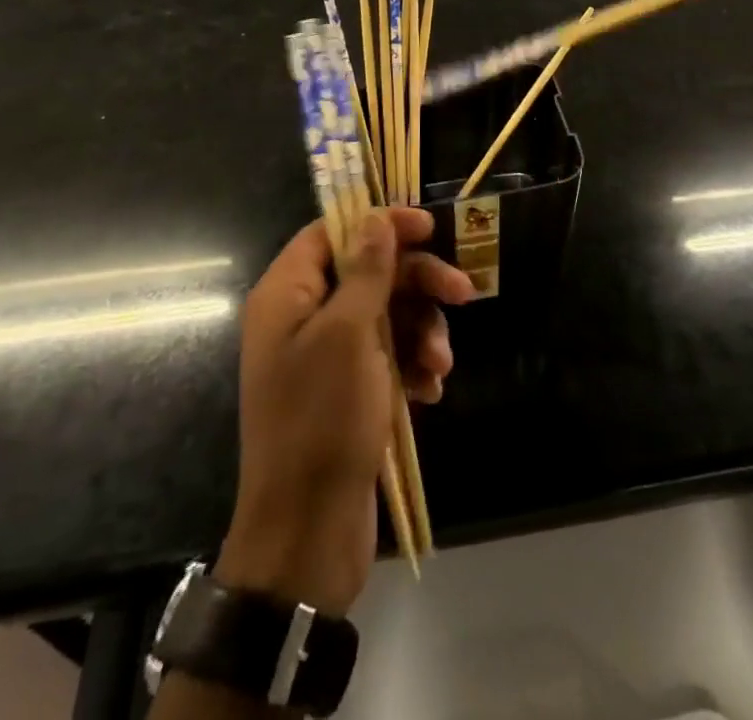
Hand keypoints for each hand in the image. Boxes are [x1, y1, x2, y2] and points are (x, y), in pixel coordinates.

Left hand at [216, 208, 473, 615]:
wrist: (308, 533)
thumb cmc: (322, 420)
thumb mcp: (349, 335)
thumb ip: (366, 271)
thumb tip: (375, 218)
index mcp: (288, 295)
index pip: (332, 232)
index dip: (380, 223)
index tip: (428, 228)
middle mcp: (304, 318)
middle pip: (369, 272)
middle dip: (418, 283)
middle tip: (464, 293)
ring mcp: (327, 356)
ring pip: (386, 315)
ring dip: (422, 331)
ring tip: (440, 363)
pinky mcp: (348, 390)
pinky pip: (388, 356)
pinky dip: (412, 364)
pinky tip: (431, 388)